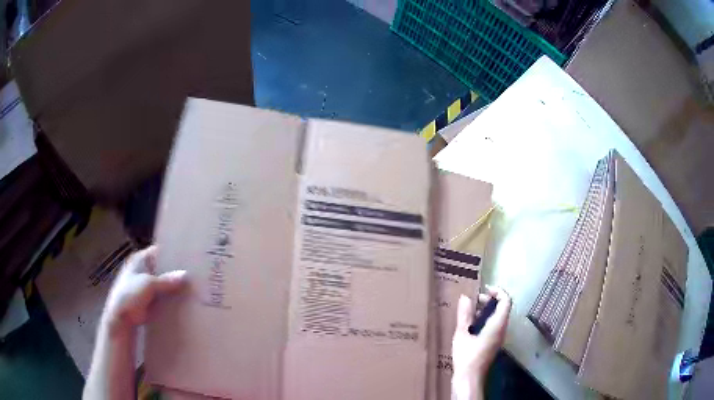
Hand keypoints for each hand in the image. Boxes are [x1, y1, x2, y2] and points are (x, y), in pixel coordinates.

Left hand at [103, 245, 186, 331]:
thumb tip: (185, 274)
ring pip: (165, 283)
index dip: (172, 252)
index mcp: (140, 259)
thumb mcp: (148, 284)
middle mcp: (144, 269)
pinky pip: (164, 296)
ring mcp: (147, 285)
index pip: (158, 251)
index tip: (188, 256)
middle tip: (195, 273)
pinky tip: (186, 300)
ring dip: (175, 286)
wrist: (121, 319)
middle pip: (163, 268)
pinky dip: (172, 297)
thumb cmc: (130, 295)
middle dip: (176, 271)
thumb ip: (166, 280)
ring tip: (194, 286)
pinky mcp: (151, 299)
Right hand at [451, 285, 511, 399]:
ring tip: (470, 312)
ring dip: (487, 310)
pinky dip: (485, 320)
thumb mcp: (462, 334)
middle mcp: (502, 329)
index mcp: (497, 325)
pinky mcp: (494, 343)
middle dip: (490, 300)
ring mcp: (499, 337)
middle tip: (474, 300)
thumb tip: (465, 297)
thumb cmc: (466, 356)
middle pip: (503, 308)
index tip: (484, 289)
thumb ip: (464, 315)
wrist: (469, 378)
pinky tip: (471, 325)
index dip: (498, 291)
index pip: (506, 301)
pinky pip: (494, 325)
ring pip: (498, 317)